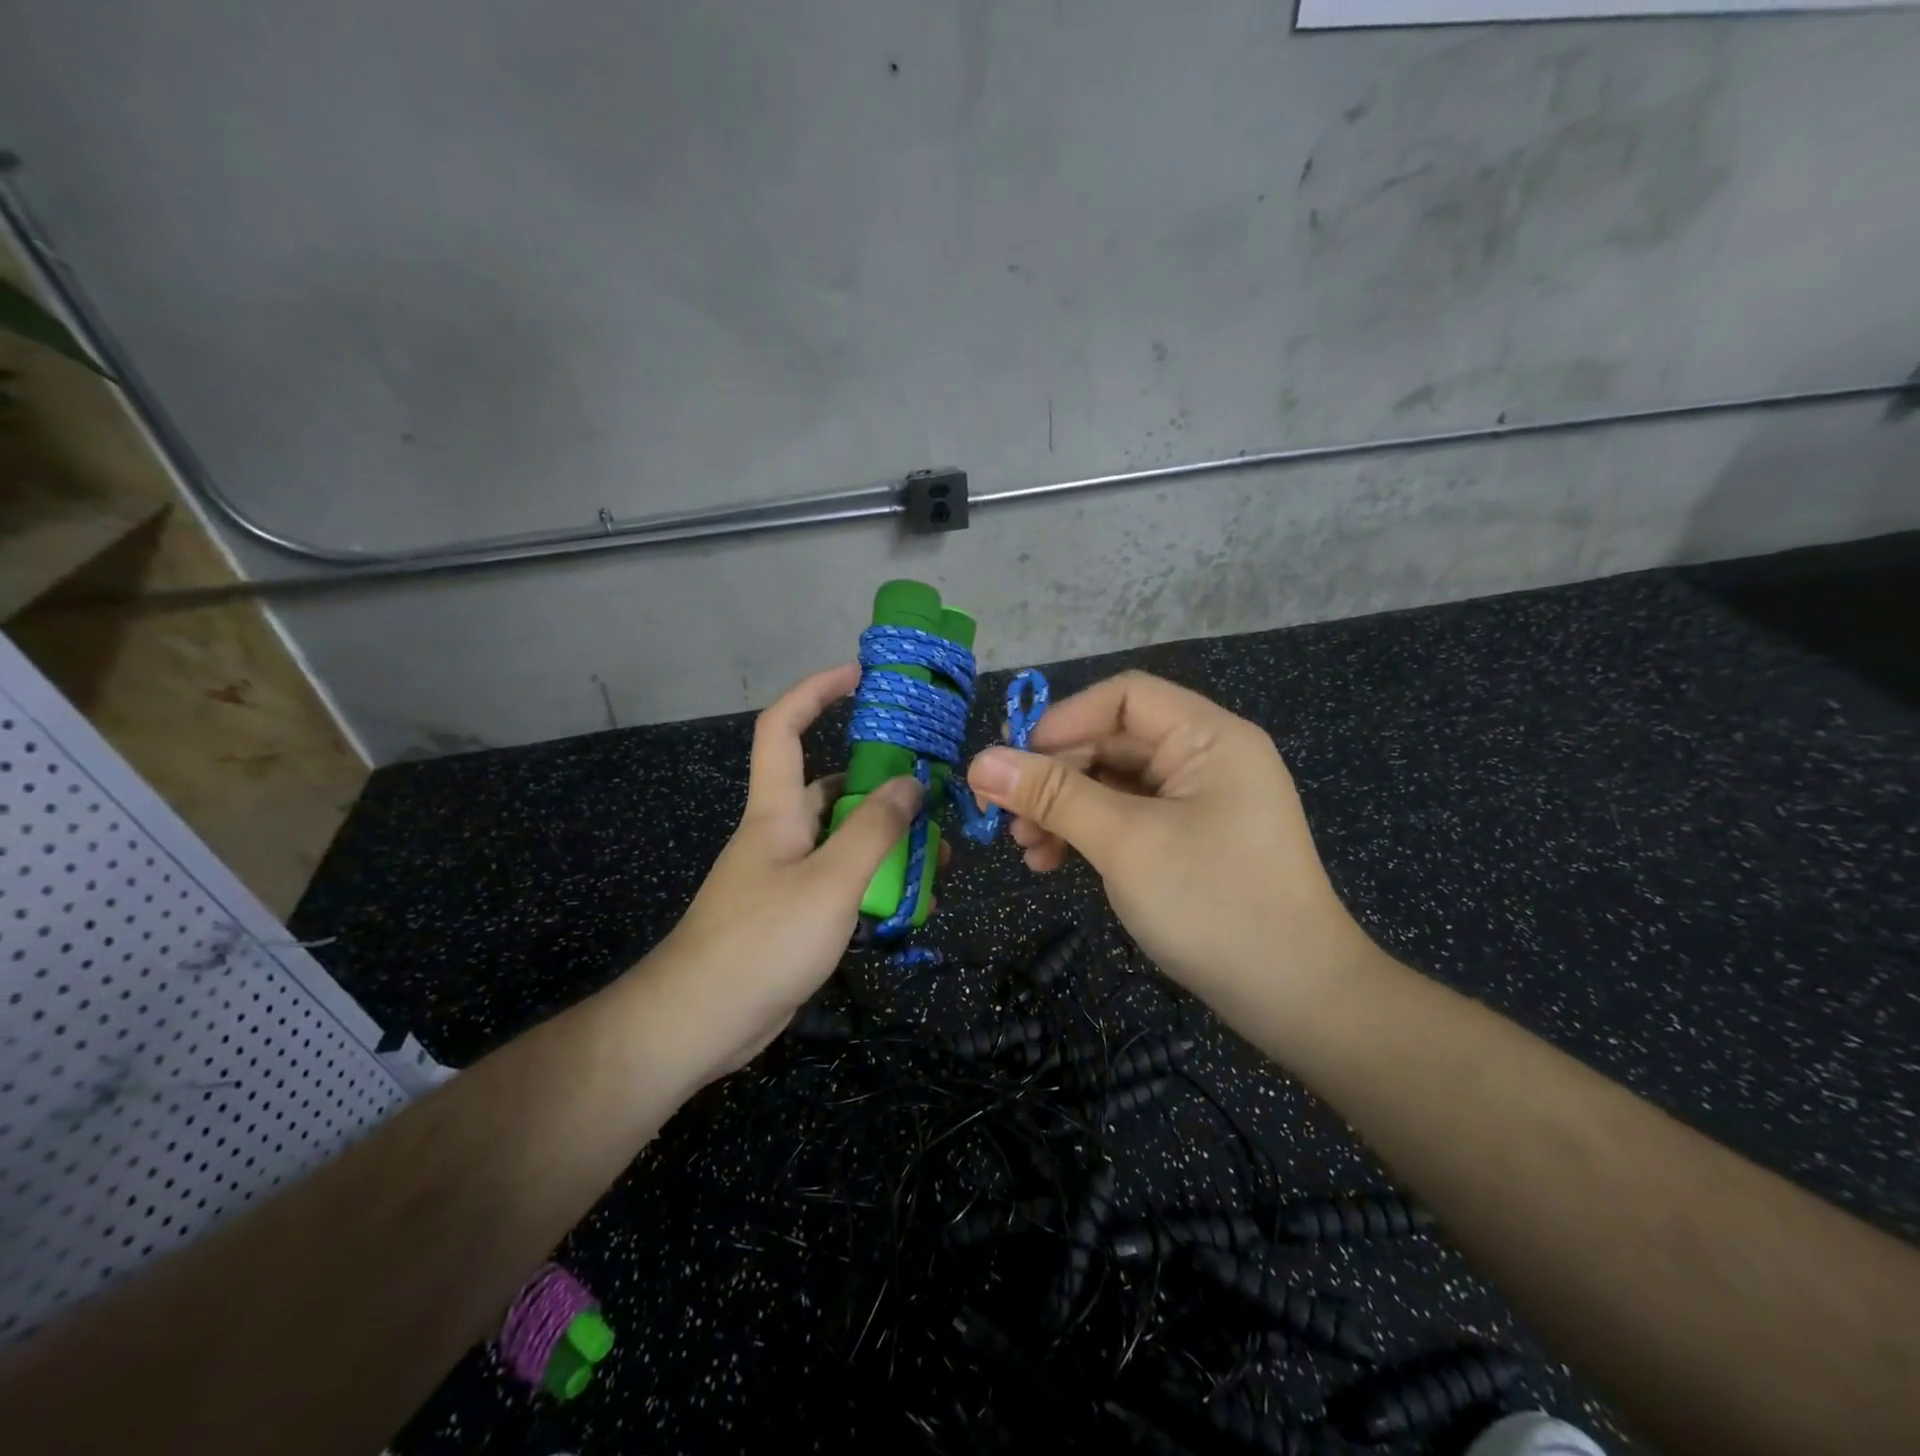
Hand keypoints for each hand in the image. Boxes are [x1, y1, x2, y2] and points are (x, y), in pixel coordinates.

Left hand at [642, 664, 922, 1080]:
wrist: (700, 1023)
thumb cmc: (762, 940)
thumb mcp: (830, 881)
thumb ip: (874, 829)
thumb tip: (912, 781)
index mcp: (776, 810)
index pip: (784, 727)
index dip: (816, 691)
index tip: (860, 675)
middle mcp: (781, 833)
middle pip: (832, 787)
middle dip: (882, 782)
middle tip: (934, 791)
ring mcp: (787, 875)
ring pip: (845, 839)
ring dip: (888, 840)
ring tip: (939, 854)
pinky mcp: (796, 913)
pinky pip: (843, 881)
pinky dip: (876, 882)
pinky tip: (912, 899)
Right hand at [965, 671, 1376, 1017]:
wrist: (1297, 999)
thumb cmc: (1212, 904)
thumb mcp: (1124, 843)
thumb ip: (1052, 796)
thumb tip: (979, 761)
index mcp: (1208, 737)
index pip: (1124, 697)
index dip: (1064, 721)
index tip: (1015, 763)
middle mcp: (1206, 759)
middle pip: (1114, 741)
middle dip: (1056, 776)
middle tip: (1005, 817)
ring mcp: (1200, 802)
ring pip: (1114, 785)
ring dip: (1064, 809)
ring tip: (1026, 850)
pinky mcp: (1190, 840)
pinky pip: (1128, 818)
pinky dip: (1089, 834)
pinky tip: (1053, 863)